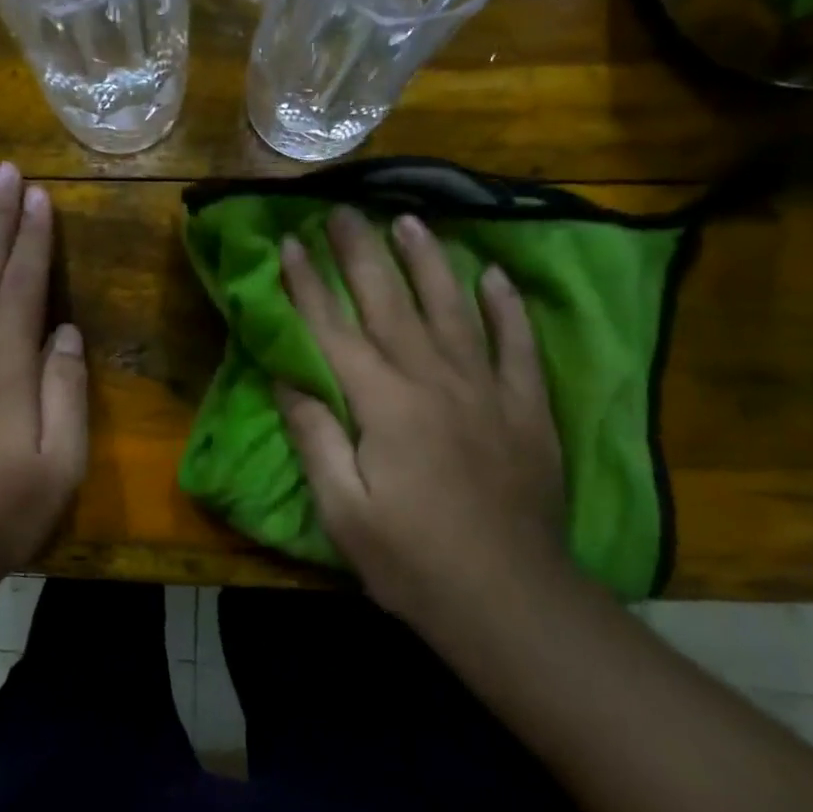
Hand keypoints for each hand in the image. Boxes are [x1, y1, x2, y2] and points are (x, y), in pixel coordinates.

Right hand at [276, 207, 569, 624]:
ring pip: (453, 308)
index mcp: (383, 404)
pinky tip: (494, 277)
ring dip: (428, 261)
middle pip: (390, 303)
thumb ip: (315, 436)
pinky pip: (517, 345)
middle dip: (361, 254)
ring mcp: (487, 389)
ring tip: (410, 221)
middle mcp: (434, 380)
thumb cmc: (411, 560)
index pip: (333, 331)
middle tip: (343, 211)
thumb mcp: (342, 510)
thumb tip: (286, 377)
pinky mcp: (526, 408)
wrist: (509, 600)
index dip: (308, 286)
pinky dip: (506, 307)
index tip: (290, 243)